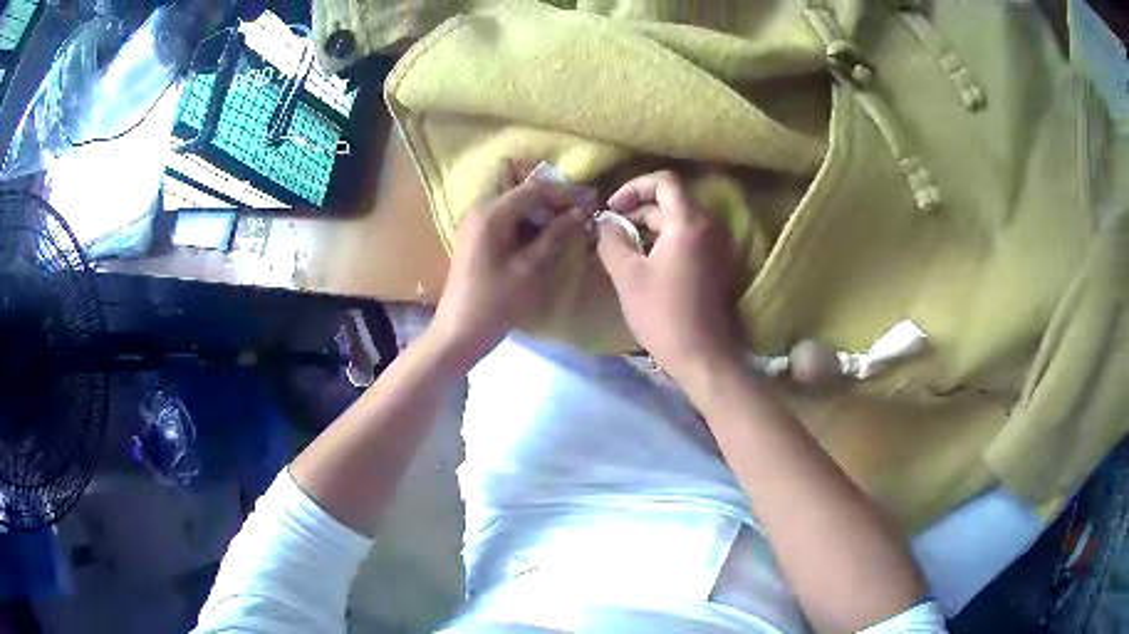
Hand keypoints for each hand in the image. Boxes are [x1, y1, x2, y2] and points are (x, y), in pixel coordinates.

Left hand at [430, 177, 592, 371]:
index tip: (593, 200)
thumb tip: (581, 212)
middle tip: (579, 211)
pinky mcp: (476, 236)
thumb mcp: (531, 269)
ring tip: (567, 224)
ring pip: (513, 201)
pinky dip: (527, 220)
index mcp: (491, 212)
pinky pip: (505, 216)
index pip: (534, 188)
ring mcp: (475, 222)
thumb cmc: (495, 302)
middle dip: (551, 195)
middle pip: (520, 187)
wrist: (458, 333)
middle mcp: (479, 208)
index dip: (566, 192)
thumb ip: (557, 235)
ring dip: (540, 208)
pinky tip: (544, 237)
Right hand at [597, 171, 736, 377]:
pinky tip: (644, 261)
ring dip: (649, 226)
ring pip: (678, 220)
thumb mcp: (628, 275)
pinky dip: (665, 240)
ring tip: (622, 247)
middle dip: (637, 210)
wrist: (701, 354)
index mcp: (689, 222)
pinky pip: (688, 237)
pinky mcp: (717, 262)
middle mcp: (709, 225)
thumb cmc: (663, 314)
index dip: (634, 187)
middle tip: (610, 231)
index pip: (664, 181)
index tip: (612, 208)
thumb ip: (612, 240)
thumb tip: (604, 223)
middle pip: (670, 201)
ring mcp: (717, 244)